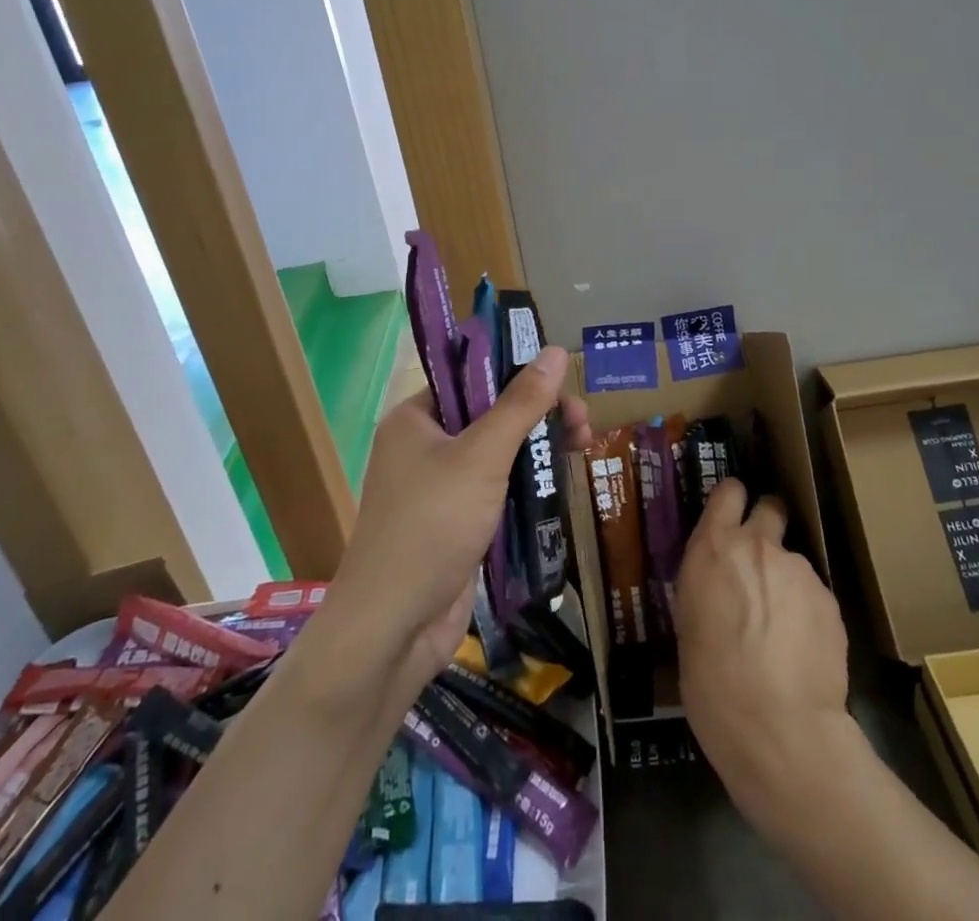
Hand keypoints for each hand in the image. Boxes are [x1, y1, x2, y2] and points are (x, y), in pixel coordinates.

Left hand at [323, 346, 592, 700]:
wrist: (393, 628)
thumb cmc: (432, 524)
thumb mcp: (482, 456)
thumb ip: (521, 404)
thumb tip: (556, 350)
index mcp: (415, 419)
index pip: (470, 378)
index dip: (515, 373)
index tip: (560, 379)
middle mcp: (424, 447)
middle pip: (490, 415)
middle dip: (538, 414)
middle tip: (583, 419)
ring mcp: (440, 488)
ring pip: (498, 454)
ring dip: (539, 448)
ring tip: (585, 444)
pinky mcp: (457, 524)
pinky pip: (498, 490)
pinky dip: (528, 483)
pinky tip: (563, 480)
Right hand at [675, 478, 850, 810]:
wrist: (778, 727)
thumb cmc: (711, 682)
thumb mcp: (688, 624)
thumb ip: (707, 587)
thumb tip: (718, 587)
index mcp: (713, 546)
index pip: (728, 492)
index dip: (733, 499)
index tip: (733, 513)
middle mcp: (757, 545)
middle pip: (770, 507)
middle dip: (768, 523)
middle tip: (761, 560)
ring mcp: (798, 569)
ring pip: (793, 560)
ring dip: (786, 580)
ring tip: (783, 629)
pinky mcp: (829, 599)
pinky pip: (814, 595)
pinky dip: (807, 612)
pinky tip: (802, 650)